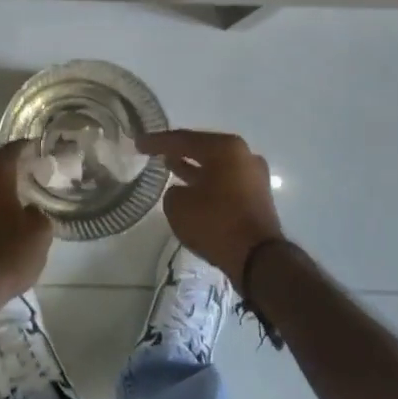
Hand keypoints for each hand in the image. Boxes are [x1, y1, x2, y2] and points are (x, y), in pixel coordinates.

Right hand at [137, 129, 285, 281]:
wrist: (259, 259)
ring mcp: (254, 176)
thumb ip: (173, 192)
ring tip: (170, 166)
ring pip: (216, 166)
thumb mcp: (178, 206)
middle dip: (178, 151)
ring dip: (193, 167)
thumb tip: (183, 192)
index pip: (183, 139)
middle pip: (203, 149)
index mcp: (225, 148)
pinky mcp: (258, 197)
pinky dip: (207, 183)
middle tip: (155, 151)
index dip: (157, 141)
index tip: (138, 143)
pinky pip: (225, 182)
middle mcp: (244, 155)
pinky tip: (191, 189)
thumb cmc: (216, 223)